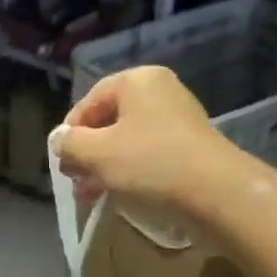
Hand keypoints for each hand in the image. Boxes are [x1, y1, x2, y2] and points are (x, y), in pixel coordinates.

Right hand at [55, 66, 242, 214]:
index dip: (69, 134)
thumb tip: (58, 140)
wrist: (218, 194)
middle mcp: (160, 91)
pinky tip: (124, 195)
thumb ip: (70, 144)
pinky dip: (132, 172)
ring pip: (129, 141)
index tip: (62, 165)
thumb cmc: (150, 164)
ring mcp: (179, 119)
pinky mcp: (191, 147)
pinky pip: (150, 155)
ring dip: (107, 167)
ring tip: (95, 195)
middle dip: (88, 154)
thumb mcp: (97, 154)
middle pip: (109, 121)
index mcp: (136, 81)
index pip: (88, 102)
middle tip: (77, 183)